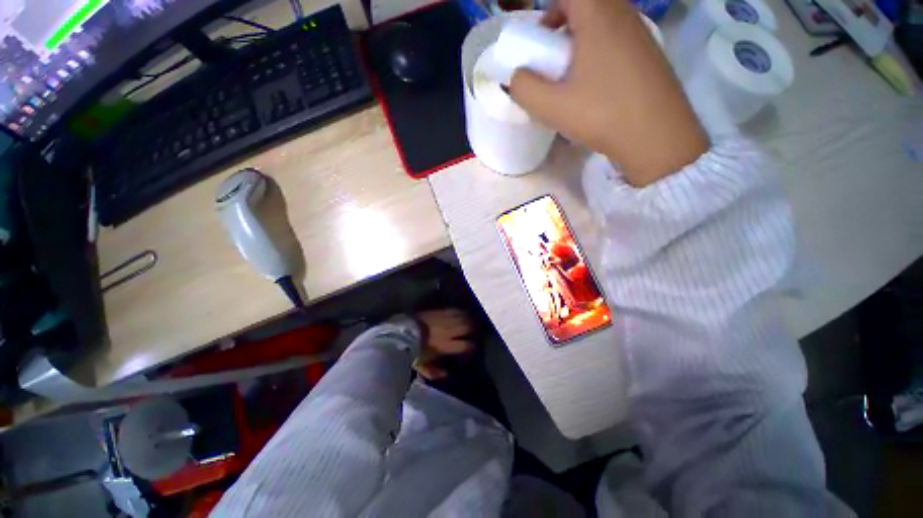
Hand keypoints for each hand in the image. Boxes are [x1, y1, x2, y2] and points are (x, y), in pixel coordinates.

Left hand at [414, 309, 474, 379]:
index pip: (466, 345)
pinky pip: (452, 310)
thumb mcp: (421, 366)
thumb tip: (446, 375)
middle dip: (473, 330)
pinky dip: (458, 312)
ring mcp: (443, 319)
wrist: (400, 332)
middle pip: (468, 327)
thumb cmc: (411, 351)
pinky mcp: (437, 311)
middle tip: (473, 333)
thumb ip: (434, 372)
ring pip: (462, 316)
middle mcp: (448, 330)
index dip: (472, 348)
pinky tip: (459, 314)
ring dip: (467, 319)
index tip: (471, 350)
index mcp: (445, 345)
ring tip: (469, 322)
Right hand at [509, 0, 708, 186]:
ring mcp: (641, 35)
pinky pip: (619, 41)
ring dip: (584, 42)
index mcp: (598, 16)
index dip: (551, 11)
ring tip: (575, 79)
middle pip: (589, 6)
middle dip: (565, 27)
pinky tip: (598, 88)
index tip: (543, 40)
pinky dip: (602, 53)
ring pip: (605, 24)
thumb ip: (524, 89)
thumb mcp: (551, 107)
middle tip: (556, 61)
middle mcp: (624, 15)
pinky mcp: (651, 55)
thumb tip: (517, 77)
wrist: (656, 136)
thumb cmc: (601, 114)